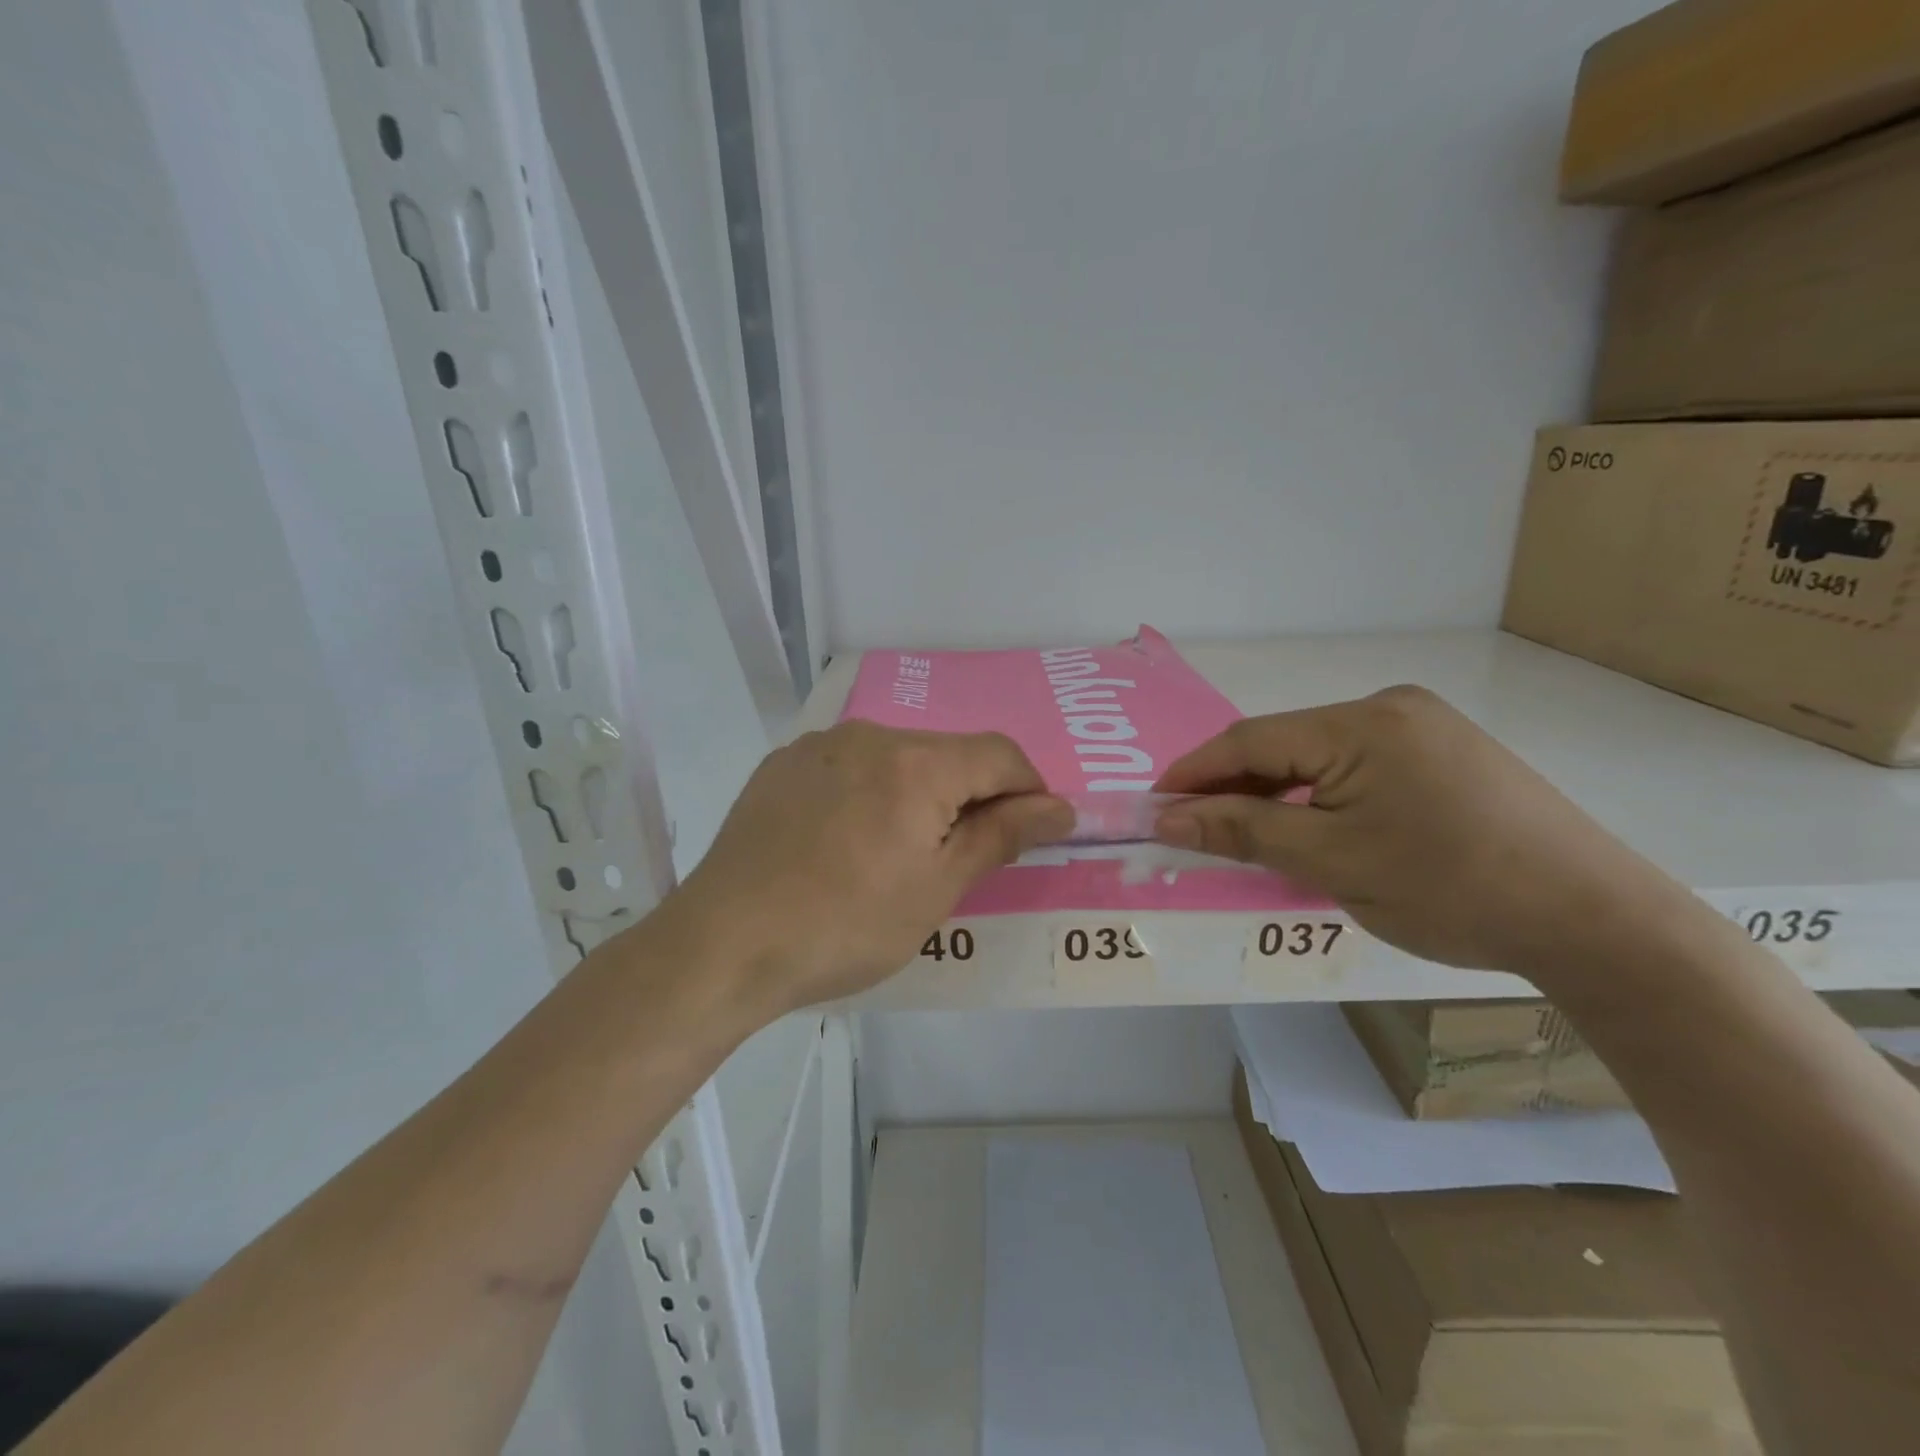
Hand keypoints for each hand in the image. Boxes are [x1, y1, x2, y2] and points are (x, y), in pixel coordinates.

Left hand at [671, 722, 1071, 1012]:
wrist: (723, 944)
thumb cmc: (845, 925)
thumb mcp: (936, 890)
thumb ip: (1000, 836)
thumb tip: (1059, 807)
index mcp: (916, 763)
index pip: (1000, 754)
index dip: (1028, 790)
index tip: (1027, 834)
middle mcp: (869, 735)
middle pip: (947, 753)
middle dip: (969, 796)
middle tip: (958, 859)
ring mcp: (819, 746)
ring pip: (896, 758)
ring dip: (917, 794)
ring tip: (894, 855)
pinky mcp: (782, 765)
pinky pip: (848, 766)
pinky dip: (869, 793)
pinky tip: (844, 841)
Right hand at [1153, 686, 1681, 973]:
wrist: (1595, 922)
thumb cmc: (1451, 889)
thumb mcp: (1331, 861)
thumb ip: (1243, 830)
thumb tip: (1168, 818)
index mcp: (1362, 723)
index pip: (1250, 741)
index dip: (1193, 773)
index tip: (1153, 808)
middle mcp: (1389, 708)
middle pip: (1283, 744)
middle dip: (1232, 787)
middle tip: (1193, 828)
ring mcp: (1422, 728)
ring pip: (1317, 757)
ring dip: (1274, 793)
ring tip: (1243, 834)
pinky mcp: (1444, 753)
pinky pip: (1355, 767)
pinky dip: (1317, 797)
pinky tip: (1307, 827)